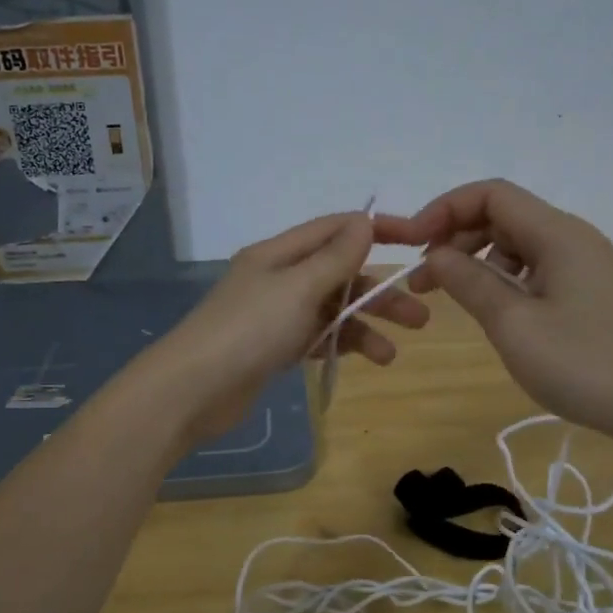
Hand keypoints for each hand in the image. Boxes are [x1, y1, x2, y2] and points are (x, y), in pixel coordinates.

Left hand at [140, 212, 428, 443]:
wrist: (193, 390)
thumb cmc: (248, 330)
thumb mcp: (298, 287)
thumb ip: (335, 257)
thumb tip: (366, 222)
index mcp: (279, 253)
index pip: (336, 229)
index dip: (377, 232)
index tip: (418, 244)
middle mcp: (278, 278)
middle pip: (339, 274)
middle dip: (378, 292)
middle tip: (419, 316)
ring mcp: (275, 315)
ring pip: (332, 310)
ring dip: (364, 326)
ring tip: (391, 354)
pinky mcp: (274, 348)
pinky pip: (318, 337)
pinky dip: (342, 344)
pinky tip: (365, 360)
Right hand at [376, 180, 612, 443]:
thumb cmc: (585, 364)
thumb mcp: (514, 325)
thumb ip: (470, 282)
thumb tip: (436, 254)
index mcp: (557, 234)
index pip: (491, 195)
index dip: (444, 209)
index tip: (411, 244)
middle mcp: (572, 237)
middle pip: (503, 216)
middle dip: (455, 238)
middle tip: (422, 280)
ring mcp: (585, 265)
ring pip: (518, 244)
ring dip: (477, 261)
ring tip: (450, 298)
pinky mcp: (590, 291)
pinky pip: (536, 268)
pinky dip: (503, 279)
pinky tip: (493, 310)